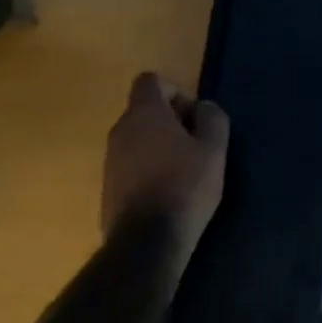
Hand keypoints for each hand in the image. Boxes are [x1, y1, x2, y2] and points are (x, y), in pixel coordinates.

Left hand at [101, 72, 229, 266]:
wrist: (146, 242)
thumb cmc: (185, 186)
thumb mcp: (214, 149)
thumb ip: (212, 118)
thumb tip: (203, 107)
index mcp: (144, 114)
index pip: (150, 80)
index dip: (175, 90)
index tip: (193, 115)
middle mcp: (120, 130)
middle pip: (144, 110)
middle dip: (170, 120)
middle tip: (196, 144)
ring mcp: (110, 160)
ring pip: (137, 139)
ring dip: (158, 145)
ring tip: (184, 170)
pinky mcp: (107, 187)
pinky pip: (130, 164)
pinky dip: (147, 168)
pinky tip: (167, 192)